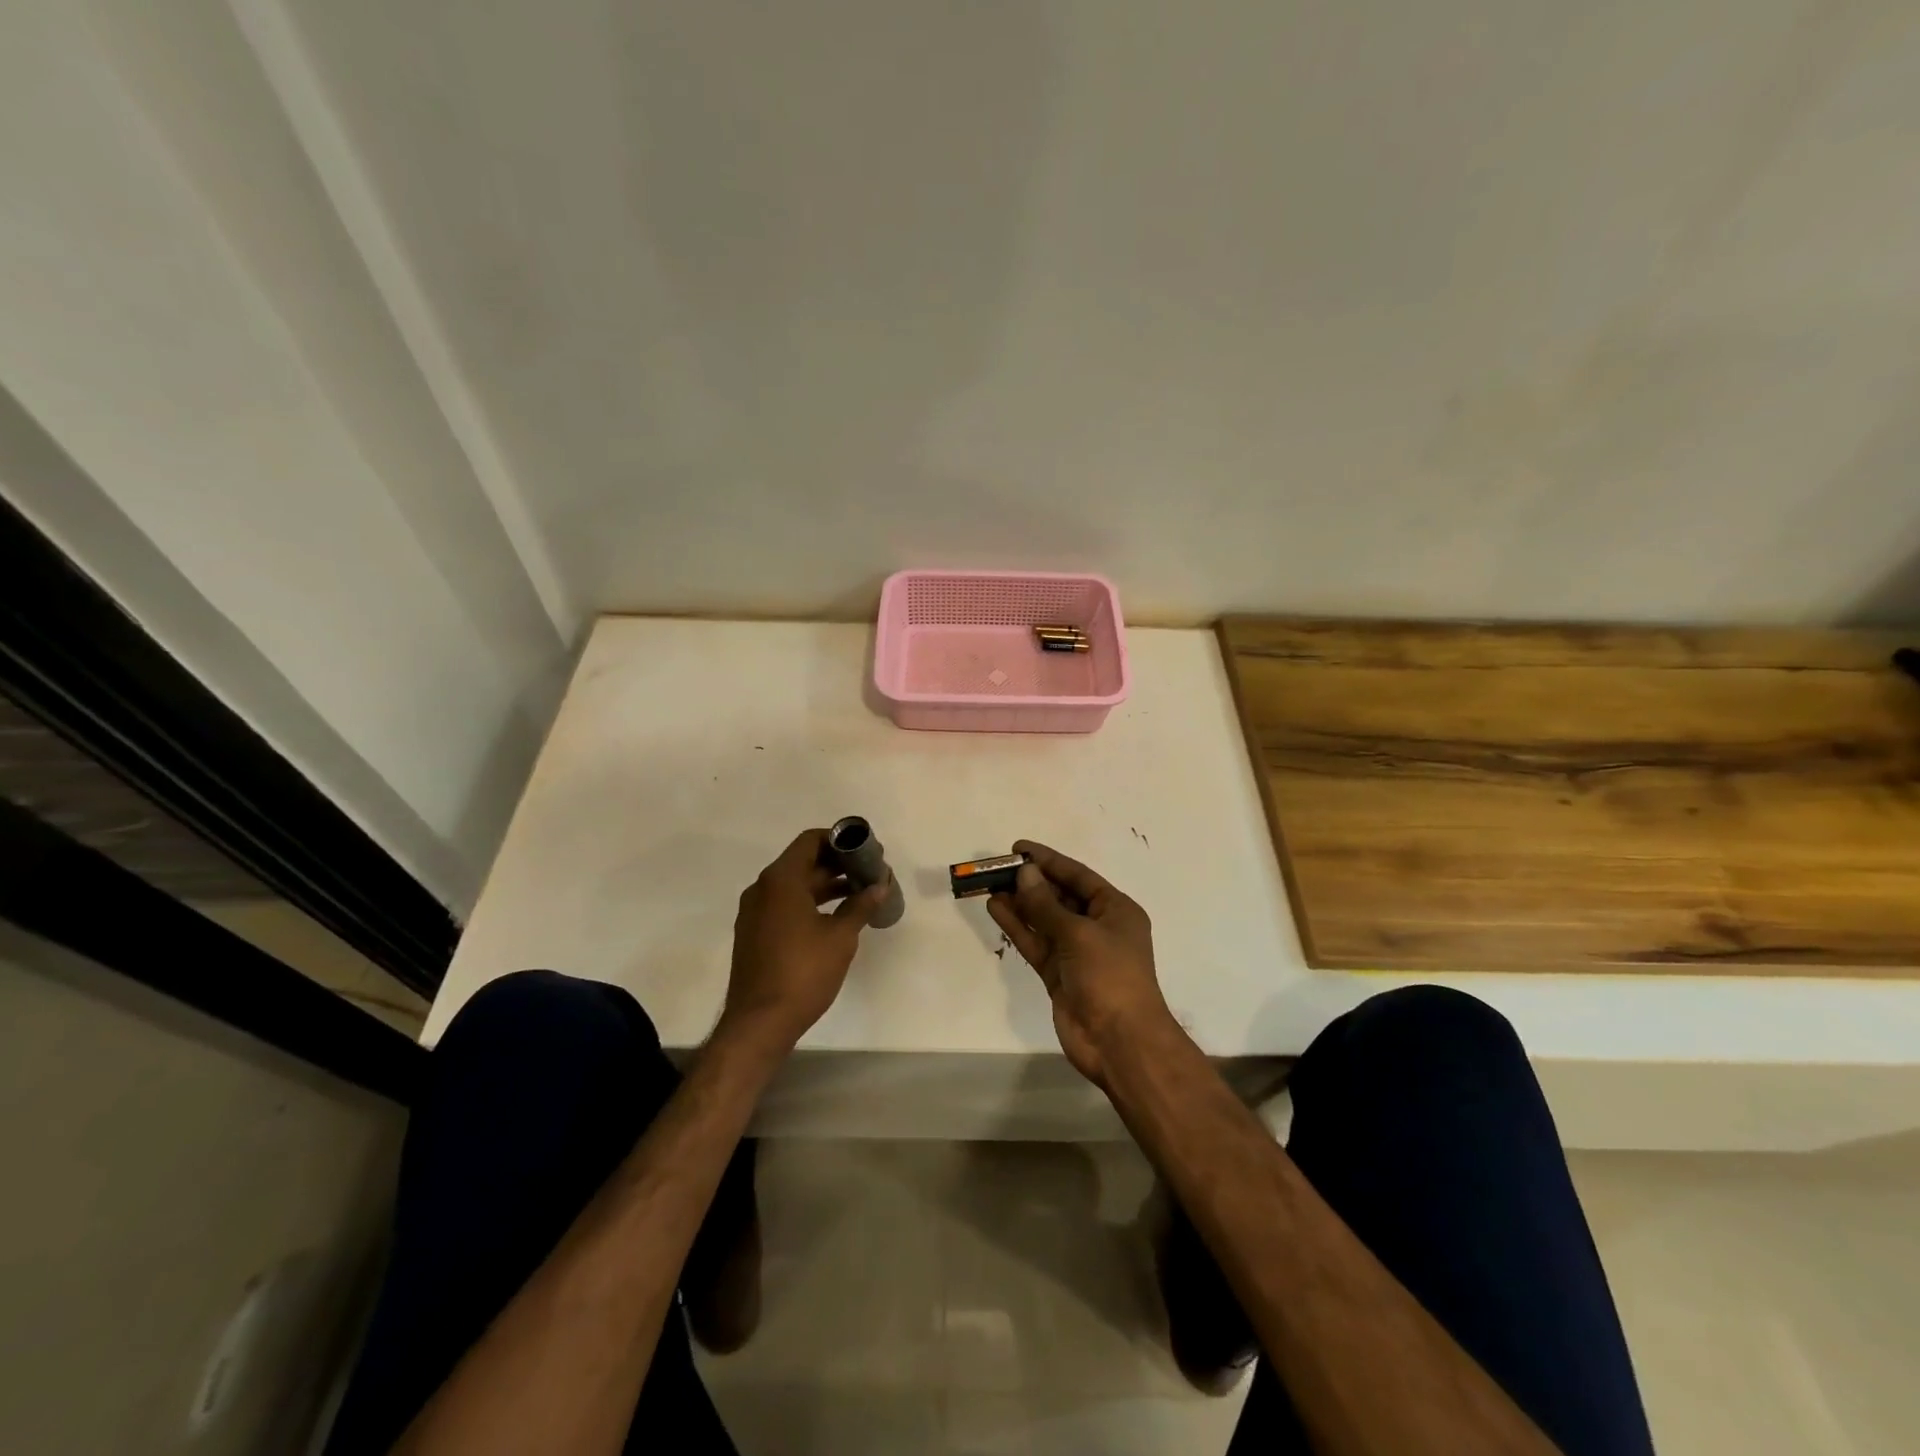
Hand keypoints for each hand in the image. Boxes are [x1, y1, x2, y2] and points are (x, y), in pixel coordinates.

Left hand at [718, 829, 889, 1054]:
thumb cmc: (803, 972)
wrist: (760, 1022)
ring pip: (795, 885)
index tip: (865, 851)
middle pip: (803, 862)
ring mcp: (755, 912)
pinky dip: (810, 903)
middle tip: (870, 873)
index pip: (810, 841)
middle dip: (838, 864)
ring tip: (860, 894)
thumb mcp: (840, 937)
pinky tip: (836, 917)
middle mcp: (762, 889)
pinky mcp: (755, 933)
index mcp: (780, 881)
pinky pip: (785, 905)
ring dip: (826, 885)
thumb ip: (860, 905)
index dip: (840, 841)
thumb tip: (880, 886)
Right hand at [987, 840, 1173, 1087]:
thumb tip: (1024, 872)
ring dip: (1020, 903)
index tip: (1018, 848)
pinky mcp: (1059, 974)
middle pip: (1059, 896)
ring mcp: (1076, 952)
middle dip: (1031, 882)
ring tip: (989, 886)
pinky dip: (1017, 927)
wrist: (1120, 1043)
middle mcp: (1097, 927)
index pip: (1078, 876)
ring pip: (1044, 920)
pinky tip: (996, 910)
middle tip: (997, 868)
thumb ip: (1046, 904)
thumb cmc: (1110, 977)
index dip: (1048, 860)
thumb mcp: (1079, 934)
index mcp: (1115, 910)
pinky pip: (1036, 943)